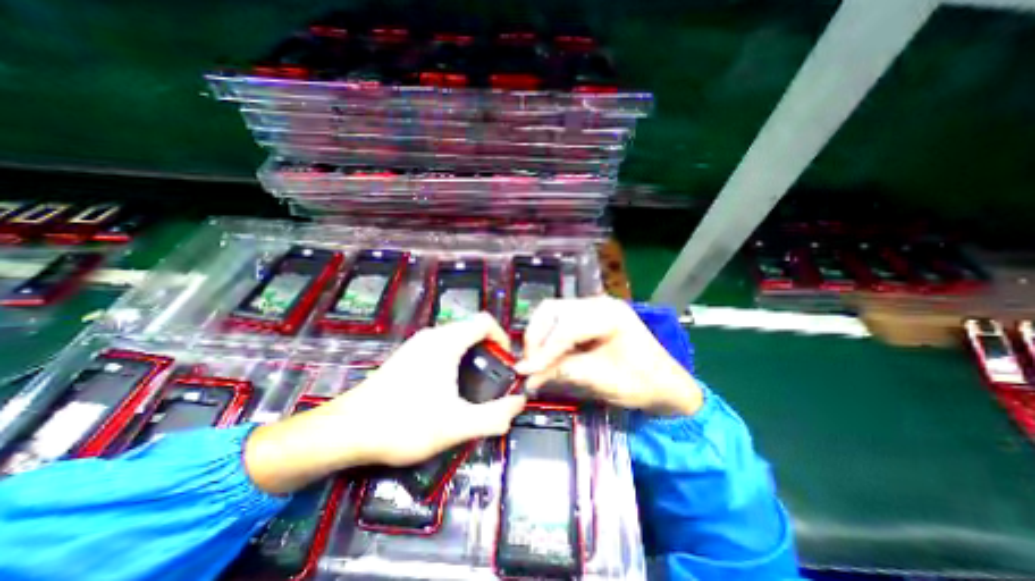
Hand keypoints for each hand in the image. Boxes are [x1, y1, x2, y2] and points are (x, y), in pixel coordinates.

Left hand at [244, 314, 526, 493]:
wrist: (346, 432)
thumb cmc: (404, 424)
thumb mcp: (456, 425)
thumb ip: (494, 416)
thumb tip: (520, 403)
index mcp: (446, 342)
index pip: (485, 322)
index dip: (502, 337)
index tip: (507, 363)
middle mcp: (432, 336)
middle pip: (472, 330)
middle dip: (489, 350)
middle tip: (494, 377)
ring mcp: (417, 344)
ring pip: (456, 338)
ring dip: (472, 355)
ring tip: (475, 384)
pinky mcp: (407, 356)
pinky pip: (441, 347)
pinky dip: (455, 359)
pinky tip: (449, 387)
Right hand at [517, 298, 702, 414]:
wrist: (665, 384)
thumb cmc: (642, 383)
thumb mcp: (602, 380)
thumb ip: (563, 372)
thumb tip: (527, 377)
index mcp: (610, 315)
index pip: (566, 327)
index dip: (543, 350)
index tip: (524, 371)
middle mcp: (598, 303)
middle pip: (552, 310)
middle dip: (535, 337)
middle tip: (529, 364)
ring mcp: (592, 307)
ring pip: (551, 313)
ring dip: (538, 336)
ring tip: (535, 361)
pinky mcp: (587, 317)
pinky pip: (558, 321)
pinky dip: (547, 338)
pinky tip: (546, 356)